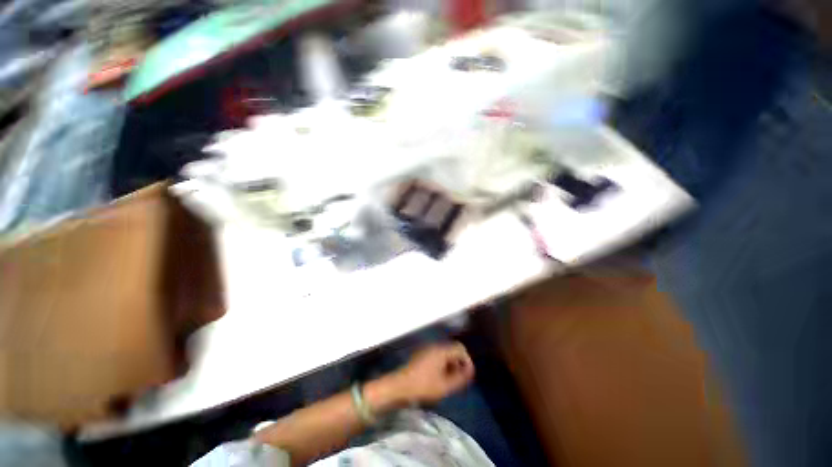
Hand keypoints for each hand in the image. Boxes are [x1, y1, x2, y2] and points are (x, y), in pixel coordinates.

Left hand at [393, 342, 474, 403]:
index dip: (467, 361)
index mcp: (441, 351)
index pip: (460, 348)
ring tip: (452, 380)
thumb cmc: (423, 386)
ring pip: (445, 353)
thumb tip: (470, 372)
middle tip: (461, 379)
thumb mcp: (445, 386)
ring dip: (451, 364)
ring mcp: (427, 350)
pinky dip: (443, 364)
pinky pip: (437, 356)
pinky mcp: (422, 355)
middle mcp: (435, 346)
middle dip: (459, 363)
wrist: (400, 386)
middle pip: (453, 349)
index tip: (469, 375)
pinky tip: (441, 378)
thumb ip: (460, 378)